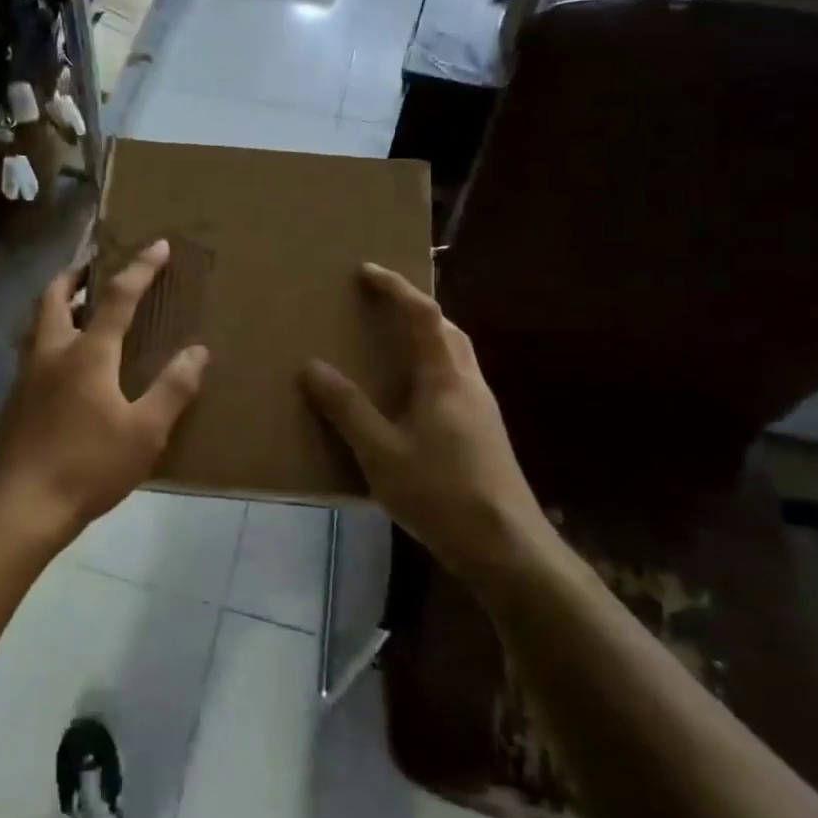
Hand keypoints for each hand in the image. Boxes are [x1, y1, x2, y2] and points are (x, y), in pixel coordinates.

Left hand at [0, 240, 208, 544]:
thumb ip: (172, 389)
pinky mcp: (14, 398)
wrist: (18, 506)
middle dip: (77, 273)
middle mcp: (51, 351)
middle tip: (96, 267)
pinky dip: (50, 333)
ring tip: (81, 305)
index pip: (117, 297)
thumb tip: (198, 351)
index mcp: (87, 353)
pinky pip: (33, 348)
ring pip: (38, 320)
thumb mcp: (144, 432)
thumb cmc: (87, 466)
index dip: (139, 268)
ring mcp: (26, 374)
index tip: (157, 245)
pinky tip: (65, 361)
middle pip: (55, 295)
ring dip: (59, 302)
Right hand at [301, 263, 544, 570]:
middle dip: (414, 308)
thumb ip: (346, 408)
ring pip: (455, 355)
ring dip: (426, 337)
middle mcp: (469, 383)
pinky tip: (411, 397)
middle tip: (380, 304)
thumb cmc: (440, 493)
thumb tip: (312, 367)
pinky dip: (431, 367)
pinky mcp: (485, 433)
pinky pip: (455, 380)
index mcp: (445, 378)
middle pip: (446, 329)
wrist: (506, 546)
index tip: (366, 270)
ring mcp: (482, 409)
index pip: (422, 315)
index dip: (395, 288)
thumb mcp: (380, 452)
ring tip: (392, 343)